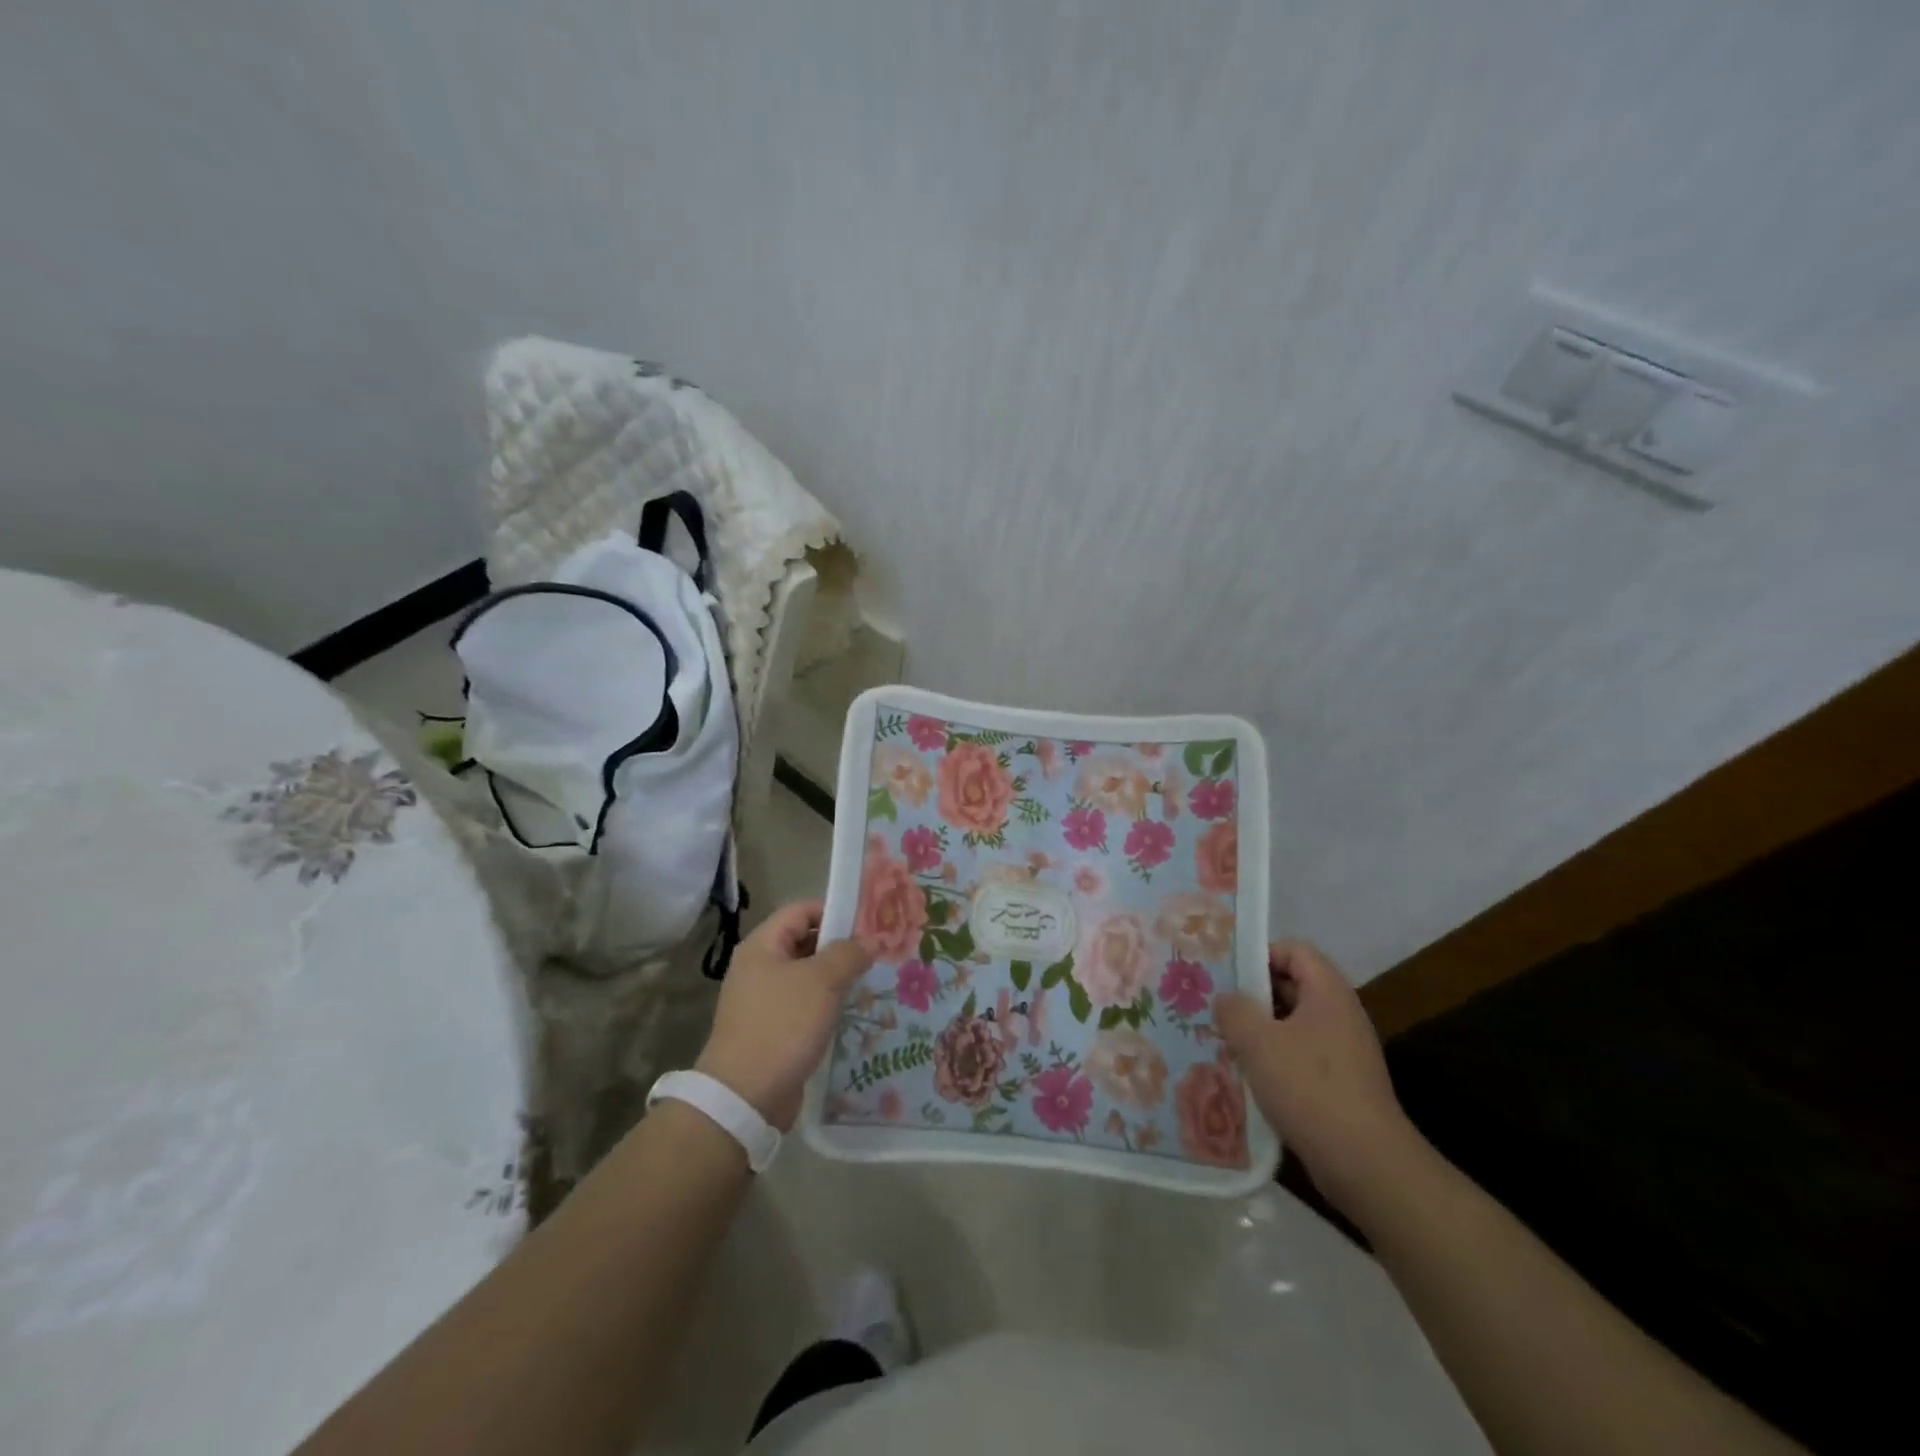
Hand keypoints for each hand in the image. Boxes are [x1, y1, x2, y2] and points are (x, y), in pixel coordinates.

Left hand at [695, 900, 871, 1129]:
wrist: (744, 1097)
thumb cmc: (782, 1025)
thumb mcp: (821, 982)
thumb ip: (848, 954)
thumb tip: (869, 939)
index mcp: (762, 946)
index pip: (802, 910)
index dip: (834, 911)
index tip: (868, 923)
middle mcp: (759, 967)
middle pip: (805, 942)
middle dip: (840, 946)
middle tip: (877, 952)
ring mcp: (764, 1001)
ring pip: (807, 977)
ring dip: (836, 978)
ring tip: (871, 981)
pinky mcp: (772, 1030)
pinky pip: (804, 1006)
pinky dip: (826, 1005)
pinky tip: (852, 1012)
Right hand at [1215, 940, 1424, 1220]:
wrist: (1366, 1164)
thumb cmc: (1309, 1088)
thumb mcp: (1257, 1041)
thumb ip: (1233, 1010)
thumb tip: (1226, 999)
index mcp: (1328, 993)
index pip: (1294, 950)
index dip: (1260, 953)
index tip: (1226, 971)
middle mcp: (1341, 1015)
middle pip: (1292, 985)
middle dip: (1253, 993)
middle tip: (1215, 1003)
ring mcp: (1344, 1052)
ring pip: (1292, 1024)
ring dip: (1259, 1029)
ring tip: (1223, 1039)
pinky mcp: (1341, 1085)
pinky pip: (1300, 1056)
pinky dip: (1274, 1059)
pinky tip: (1247, 1075)